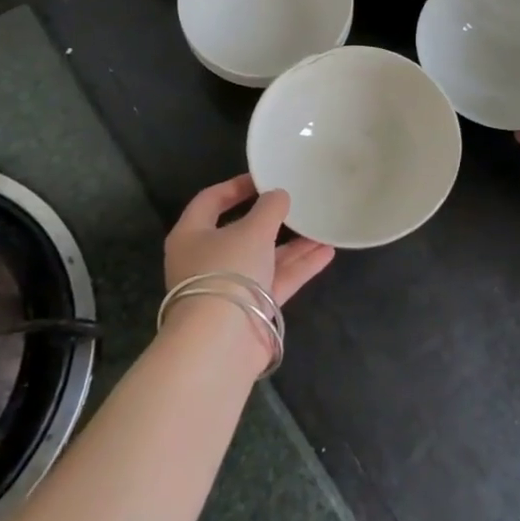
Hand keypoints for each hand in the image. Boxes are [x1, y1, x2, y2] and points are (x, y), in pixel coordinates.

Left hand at [164, 174, 334, 306]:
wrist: (221, 343)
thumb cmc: (227, 272)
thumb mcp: (252, 230)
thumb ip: (270, 208)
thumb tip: (279, 195)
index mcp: (192, 235)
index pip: (211, 200)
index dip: (236, 186)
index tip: (264, 178)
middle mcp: (207, 260)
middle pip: (241, 231)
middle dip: (273, 219)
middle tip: (297, 202)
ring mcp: (229, 286)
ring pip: (264, 257)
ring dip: (293, 244)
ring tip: (322, 226)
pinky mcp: (250, 309)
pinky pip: (277, 280)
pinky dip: (299, 267)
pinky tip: (327, 252)